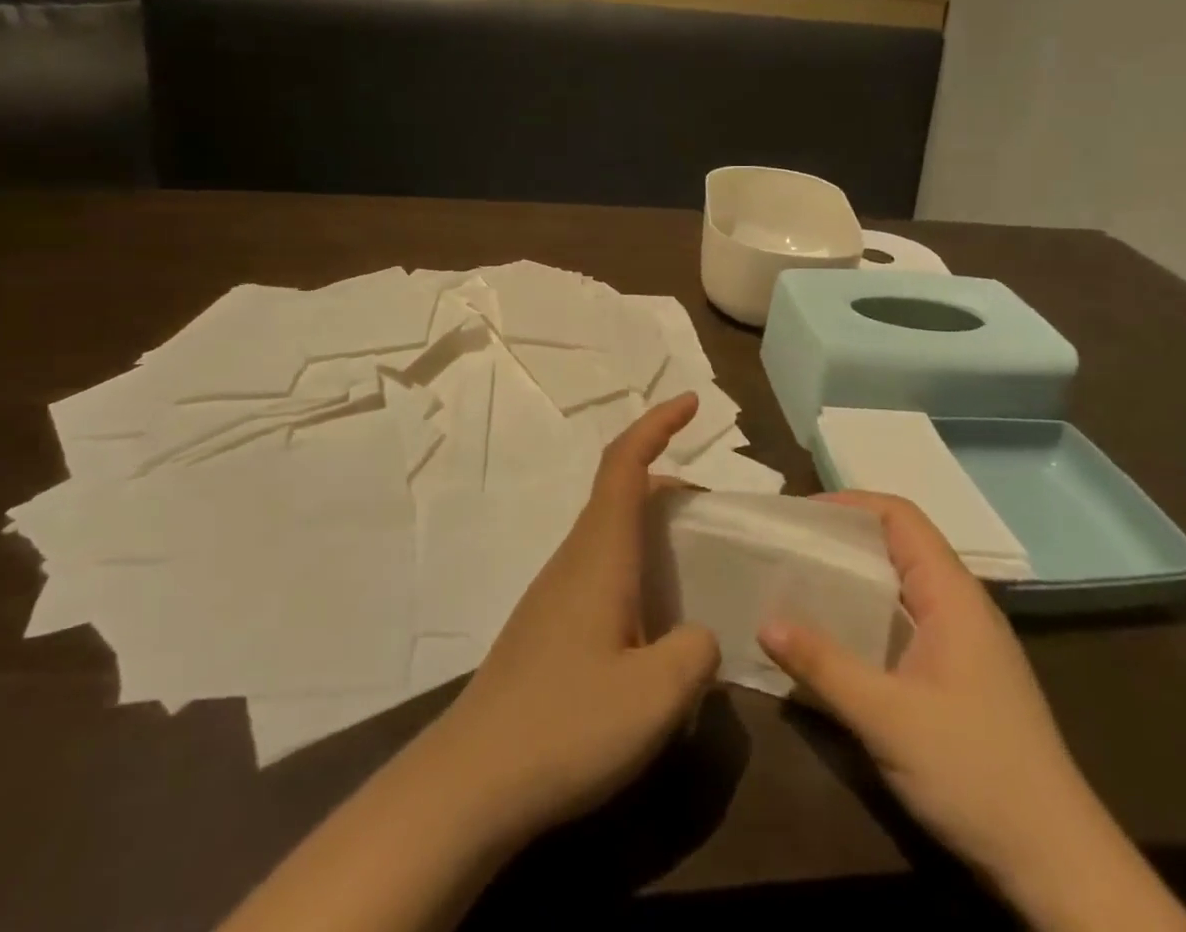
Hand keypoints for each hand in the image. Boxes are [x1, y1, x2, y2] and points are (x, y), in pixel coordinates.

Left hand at [432, 393, 721, 844]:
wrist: (470, 782)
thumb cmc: (566, 725)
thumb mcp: (657, 695)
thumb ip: (696, 653)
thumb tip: (698, 636)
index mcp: (600, 552)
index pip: (626, 463)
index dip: (658, 424)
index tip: (690, 402)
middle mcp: (575, 558)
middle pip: (622, 493)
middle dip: (670, 485)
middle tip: (715, 515)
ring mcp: (556, 592)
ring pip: (611, 534)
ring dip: (654, 531)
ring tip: (694, 569)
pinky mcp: (549, 627)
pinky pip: (602, 571)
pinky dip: (637, 569)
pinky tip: (654, 626)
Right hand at [758, 492, 1098, 889]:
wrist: (1058, 865)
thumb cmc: (975, 773)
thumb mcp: (888, 718)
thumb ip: (824, 666)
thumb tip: (765, 622)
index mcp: (952, 594)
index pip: (900, 516)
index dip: (849, 504)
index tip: (798, 516)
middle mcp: (960, 605)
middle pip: (898, 544)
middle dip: (843, 539)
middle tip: (788, 547)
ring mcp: (964, 641)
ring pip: (901, 584)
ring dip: (853, 578)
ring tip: (800, 583)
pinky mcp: (961, 675)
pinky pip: (906, 621)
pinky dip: (868, 614)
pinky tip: (836, 638)